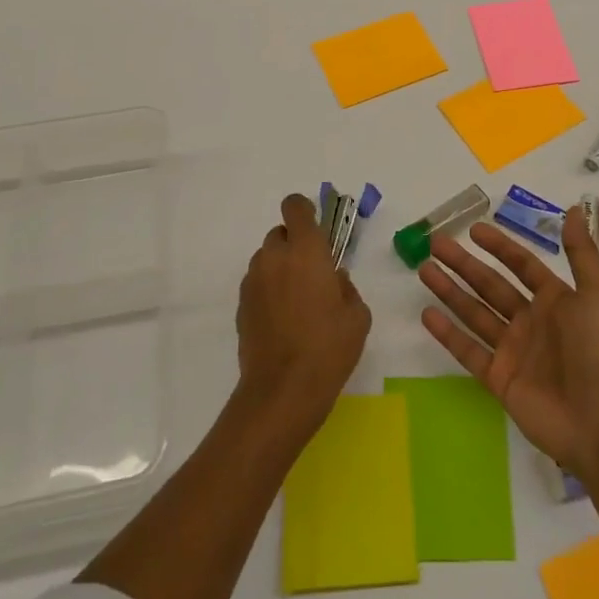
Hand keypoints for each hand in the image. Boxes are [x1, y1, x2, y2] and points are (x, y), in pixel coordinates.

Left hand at [235, 193, 371, 434]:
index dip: (304, 210)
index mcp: (306, 251)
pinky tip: (283, 319)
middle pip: (280, 233)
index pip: (295, 207)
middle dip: (295, 244)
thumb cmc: (329, 348)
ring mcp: (253, 281)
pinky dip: (269, 290)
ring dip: (280, 267)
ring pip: (267, 259)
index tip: (316, 228)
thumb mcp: (357, 315)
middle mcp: (275, 258)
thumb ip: (346, 286)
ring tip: (297, 300)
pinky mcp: (242, 305)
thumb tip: (333, 278)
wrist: (283, 391)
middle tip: (312, 272)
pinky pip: (257, 284)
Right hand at [418, 206, 598, 475]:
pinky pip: (469, 351)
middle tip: (435, 243)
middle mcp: (531, 321)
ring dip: (450, 291)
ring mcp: (512, 351)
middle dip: (463, 264)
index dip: (499, 247)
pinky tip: (427, 314)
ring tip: (424, 269)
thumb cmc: (598, 350)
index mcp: (555, 301)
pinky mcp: (499, 379)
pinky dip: (448, 333)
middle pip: (490, 285)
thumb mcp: (598, 293)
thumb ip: (581, 252)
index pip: (521, 265)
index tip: (473, 230)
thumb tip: (575, 210)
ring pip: (474, 312)